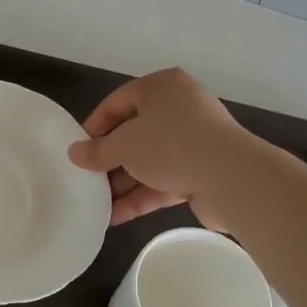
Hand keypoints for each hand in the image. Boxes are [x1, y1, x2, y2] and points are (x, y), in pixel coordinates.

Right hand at [67, 67, 246, 225]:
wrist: (233, 179)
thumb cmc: (171, 146)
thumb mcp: (124, 145)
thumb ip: (96, 150)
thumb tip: (74, 153)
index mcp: (162, 88)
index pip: (117, 102)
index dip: (93, 127)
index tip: (77, 151)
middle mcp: (179, 109)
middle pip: (133, 134)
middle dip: (108, 161)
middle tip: (85, 180)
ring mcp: (192, 142)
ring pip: (147, 161)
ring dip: (122, 184)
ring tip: (95, 205)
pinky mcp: (200, 171)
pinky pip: (162, 181)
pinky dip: (140, 196)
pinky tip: (115, 217)